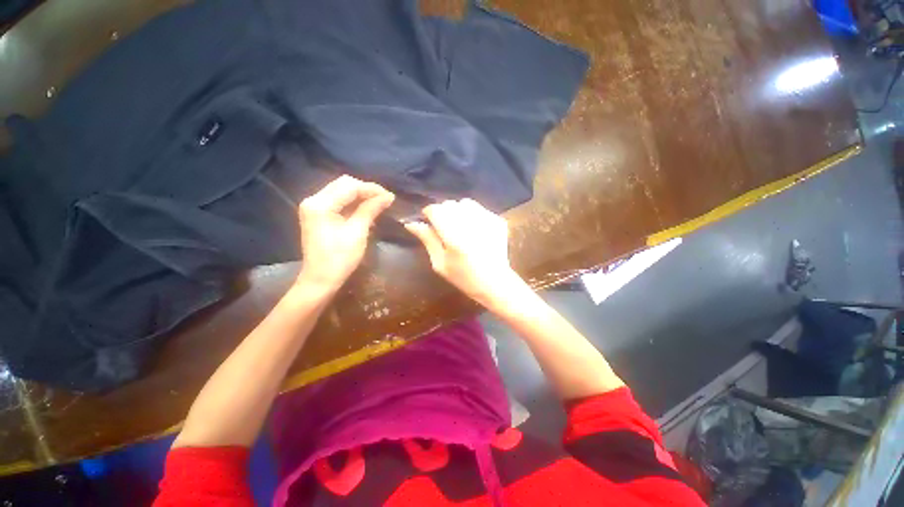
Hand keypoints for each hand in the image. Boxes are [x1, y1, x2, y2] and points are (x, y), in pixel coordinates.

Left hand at [296, 175, 393, 289]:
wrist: (320, 280)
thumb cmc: (340, 259)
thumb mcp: (357, 232)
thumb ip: (370, 210)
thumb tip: (388, 196)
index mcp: (320, 204)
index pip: (349, 186)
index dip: (371, 189)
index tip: (390, 196)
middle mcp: (313, 200)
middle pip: (343, 184)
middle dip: (366, 190)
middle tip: (385, 199)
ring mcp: (314, 207)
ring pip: (341, 191)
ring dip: (360, 195)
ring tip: (379, 203)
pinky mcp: (318, 214)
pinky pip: (338, 200)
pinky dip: (353, 202)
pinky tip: (366, 209)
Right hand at [404, 199, 523, 307]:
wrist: (495, 282)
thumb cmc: (464, 277)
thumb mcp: (440, 263)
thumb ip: (427, 239)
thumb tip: (411, 223)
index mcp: (454, 236)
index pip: (435, 210)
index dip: (428, 213)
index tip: (428, 222)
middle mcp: (471, 223)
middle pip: (449, 204)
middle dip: (442, 212)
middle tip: (444, 229)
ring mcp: (487, 220)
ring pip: (465, 203)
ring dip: (457, 211)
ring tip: (459, 227)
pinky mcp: (497, 220)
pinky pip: (479, 209)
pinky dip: (472, 215)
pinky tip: (473, 230)